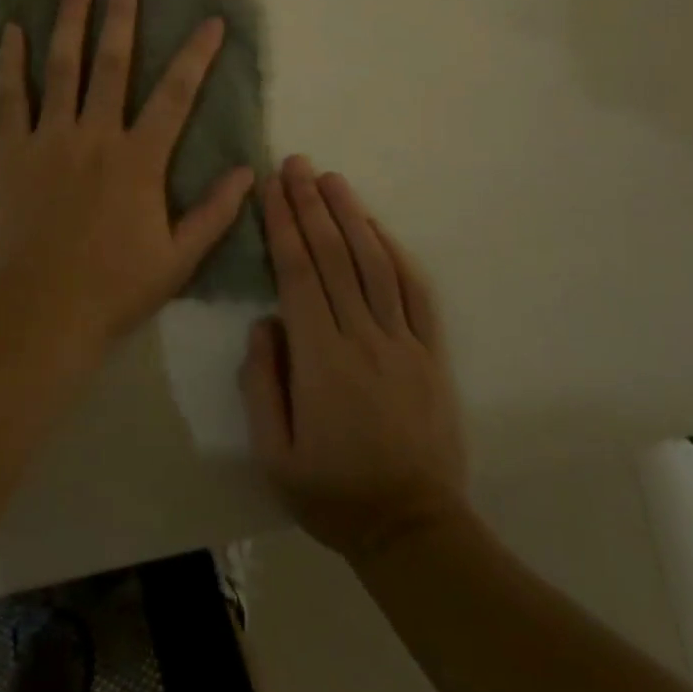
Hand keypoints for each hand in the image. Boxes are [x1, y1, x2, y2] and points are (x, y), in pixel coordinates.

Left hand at [0, 0, 254, 347]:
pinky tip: (11, 30)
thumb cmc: (115, 288)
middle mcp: (96, 136)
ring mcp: (50, 139)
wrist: (41, 313)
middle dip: (122, 17)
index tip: (209, 21)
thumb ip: (215, 213)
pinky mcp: (11, 152)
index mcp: (139, 160)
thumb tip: (248, 172)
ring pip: (62, 68)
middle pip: (112, 63)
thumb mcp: (179, 259)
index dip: (196, 55)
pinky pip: (10, 97)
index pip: (176, 95)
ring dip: (71, 23)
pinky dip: (10, 61)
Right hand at [241, 156, 467, 562]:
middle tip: (296, 164)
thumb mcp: (273, 452)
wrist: (412, 527)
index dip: (283, 225)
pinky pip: (415, 292)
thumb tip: (265, 321)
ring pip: (374, 263)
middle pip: (334, 256)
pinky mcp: (430, 352)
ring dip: (351, 215)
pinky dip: (395, 252)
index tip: (271, 188)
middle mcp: (363, 337)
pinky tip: (376, 226)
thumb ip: (261, 381)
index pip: (298, 273)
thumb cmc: (332, 492)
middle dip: (311, 204)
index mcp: (321, 358)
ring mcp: (403, 342)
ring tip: (332, 178)